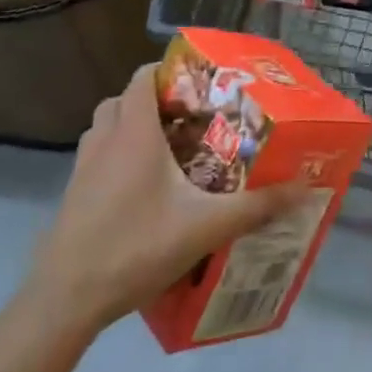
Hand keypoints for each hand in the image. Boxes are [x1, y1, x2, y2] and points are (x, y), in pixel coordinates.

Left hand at [25, 65, 305, 332]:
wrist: (65, 300)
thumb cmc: (136, 247)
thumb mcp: (207, 226)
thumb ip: (257, 206)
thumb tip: (306, 188)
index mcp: (135, 134)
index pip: (143, 78)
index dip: (170, 70)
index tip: (203, 82)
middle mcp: (105, 142)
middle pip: (123, 100)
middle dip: (154, 100)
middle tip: (191, 116)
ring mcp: (83, 169)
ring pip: (105, 128)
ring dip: (132, 127)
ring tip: (170, 148)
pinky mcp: (74, 196)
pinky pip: (97, 157)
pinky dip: (118, 157)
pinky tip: (145, 188)